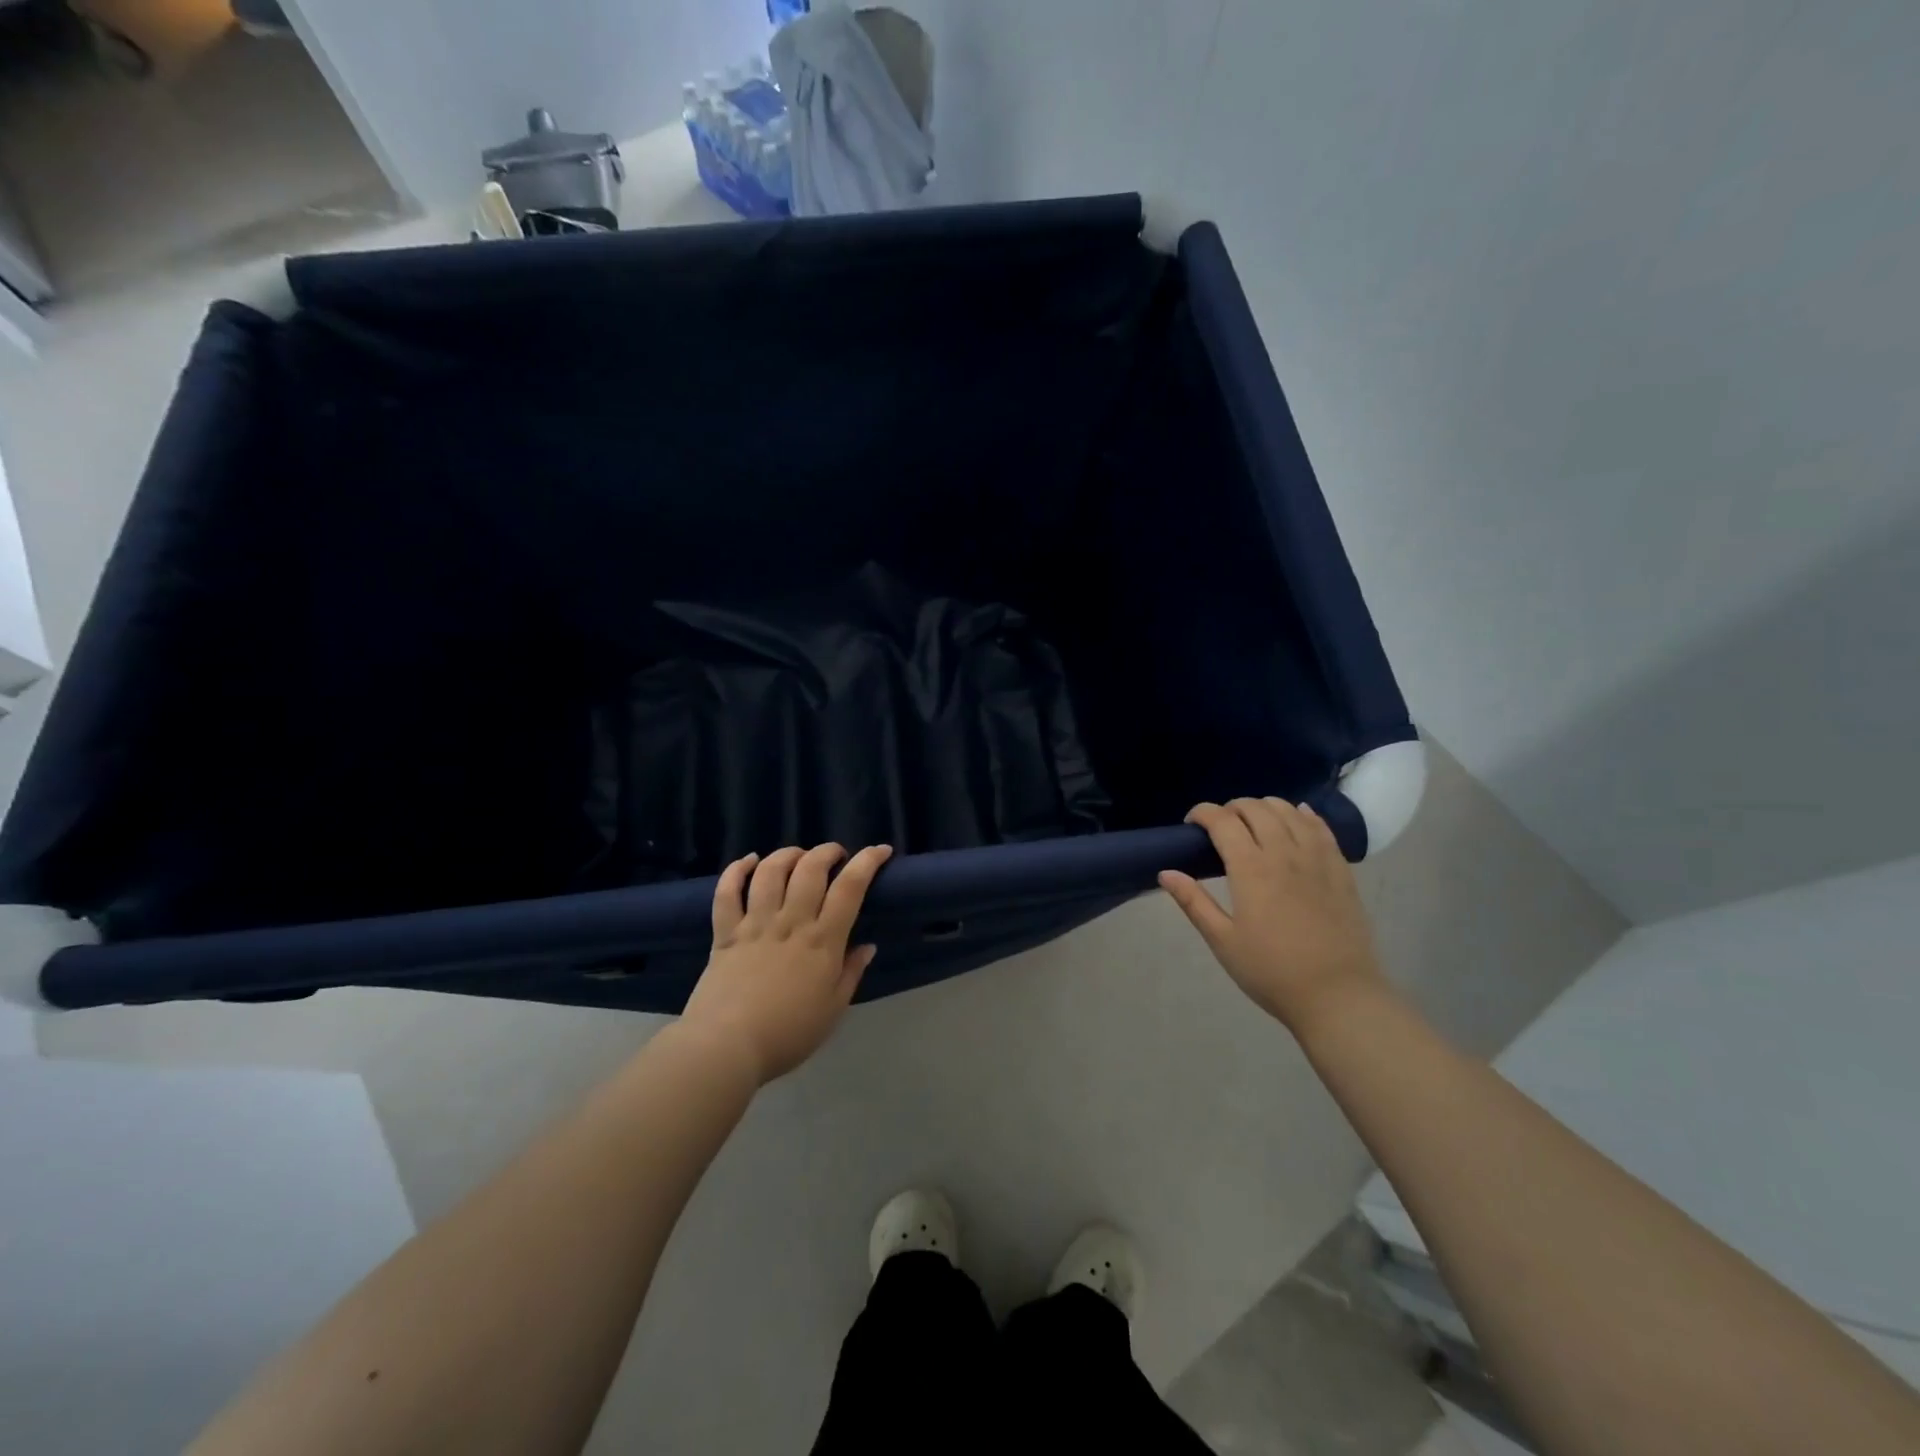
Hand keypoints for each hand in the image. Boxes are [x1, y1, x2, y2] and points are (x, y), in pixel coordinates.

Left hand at [680, 843, 892, 1085]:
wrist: (726, 1047)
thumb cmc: (788, 1034)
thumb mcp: (833, 1010)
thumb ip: (851, 973)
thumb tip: (868, 945)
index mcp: (822, 940)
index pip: (850, 888)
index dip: (867, 862)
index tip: (880, 850)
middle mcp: (790, 922)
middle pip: (810, 869)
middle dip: (827, 852)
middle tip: (836, 855)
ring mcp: (755, 924)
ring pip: (770, 871)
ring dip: (787, 854)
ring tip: (797, 856)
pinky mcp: (724, 932)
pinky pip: (727, 891)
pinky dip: (736, 870)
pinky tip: (748, 861)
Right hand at [1160, 798, 1382, 1033]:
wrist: (1339, 997)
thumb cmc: (1272, 972)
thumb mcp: (1223, 941)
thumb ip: (1194, 902)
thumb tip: (1166, 872)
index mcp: (1251, 869)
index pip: (1222, 821)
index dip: (1203, 813)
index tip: (1191, 823)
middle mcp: (1284, 853)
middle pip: (1255, 809)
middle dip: (1231, 808)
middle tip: (1220, 828)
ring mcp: (1317, 859)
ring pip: (1288, 811)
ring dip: (1264, 807)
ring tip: (1253, 823)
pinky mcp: (1341, 870)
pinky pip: (1321, 827)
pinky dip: (1303, 815)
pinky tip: (1296, 816)